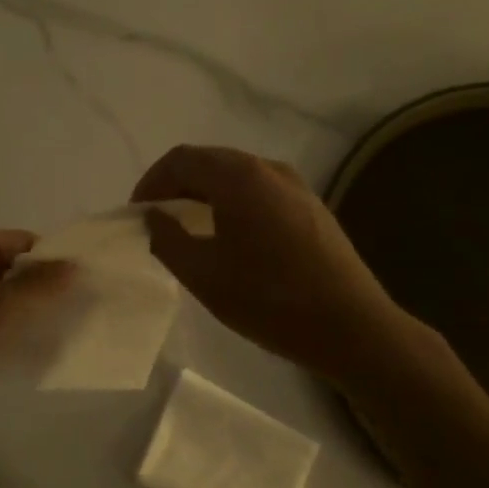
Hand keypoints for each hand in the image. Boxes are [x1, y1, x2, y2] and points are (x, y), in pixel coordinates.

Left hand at [0, 230, 72, 416]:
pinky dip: (6, 319)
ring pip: (1, 289)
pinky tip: (23, 338)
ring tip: (53, 324)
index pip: (22, 241)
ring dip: (23, 304)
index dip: (51, 259)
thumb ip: (39, 285)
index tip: (79, 284)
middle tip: (72, 307)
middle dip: (40, 284)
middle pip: (13, 264)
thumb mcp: (0, 306)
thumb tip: (75, 265)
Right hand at [133, 145, 402, 380]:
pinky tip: (229, 237)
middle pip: (209, 162)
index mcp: (238, 177)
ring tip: (188, 228)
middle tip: (157, 219)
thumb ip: (167, 239)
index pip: (181, 159)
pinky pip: (259, 192)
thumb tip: (153, 217)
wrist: (352, 328)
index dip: (151, 182)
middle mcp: (268, 168)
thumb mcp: (202, 274)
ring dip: (204, 194)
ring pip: (236, 176)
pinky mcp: (311, 207)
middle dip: (176, 185)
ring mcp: (296, 186)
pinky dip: (231, 203)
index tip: (137, 214)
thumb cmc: (268, 299)